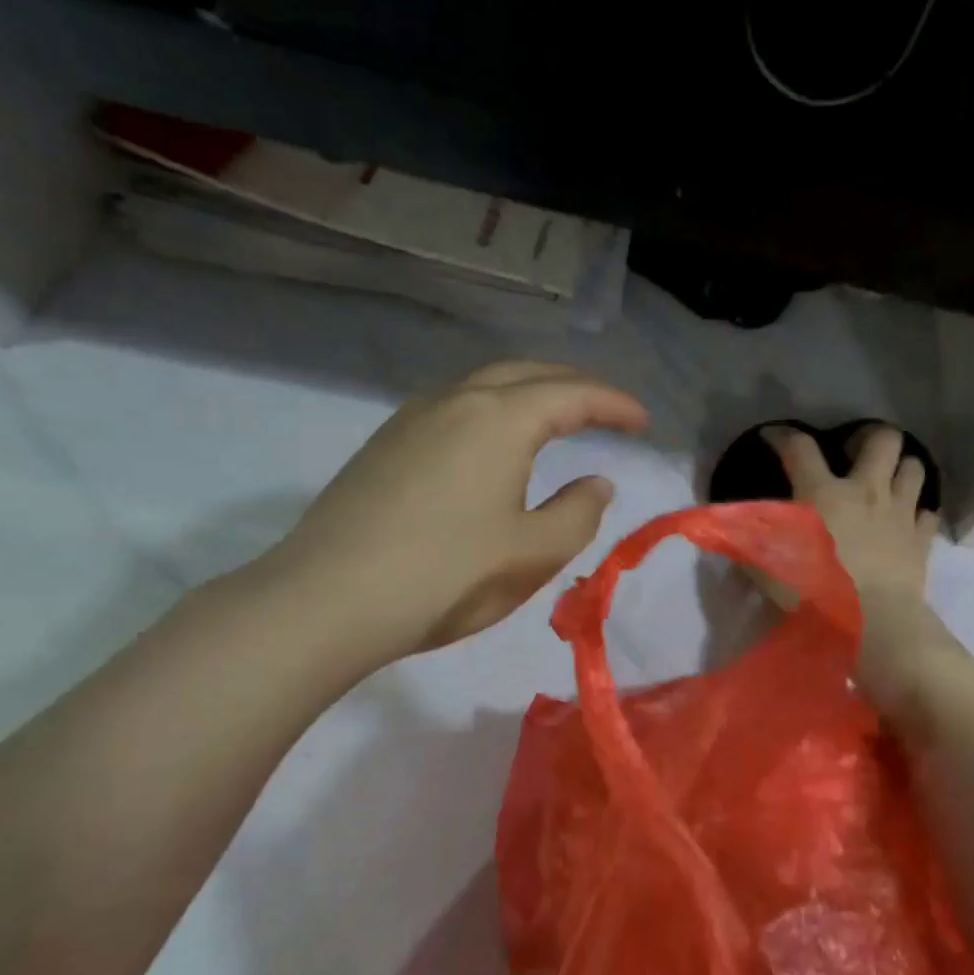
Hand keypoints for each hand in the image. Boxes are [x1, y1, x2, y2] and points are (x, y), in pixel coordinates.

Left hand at [258, 361, 648, 667]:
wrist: (330, 599)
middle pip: (525, 374)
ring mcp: (411, 420)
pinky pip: (453, 408)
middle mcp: (454, 402)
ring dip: (528, 393)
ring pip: (483, 386)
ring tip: (555, 419)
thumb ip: (579, 514)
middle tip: (606, 410)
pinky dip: (492, 411)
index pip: (571, 394)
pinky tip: (493, 444)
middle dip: (573, 385)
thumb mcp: (533, 553)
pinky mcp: (384, 446)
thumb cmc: (448, 576)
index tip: (643, 421)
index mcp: (499, 420)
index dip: (613, 404)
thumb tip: (596, 484)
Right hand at [763, 423, 937, 607]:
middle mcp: (866, 491)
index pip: (800, 448)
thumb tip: (734, 530)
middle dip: (869, 438)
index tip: (773, 436)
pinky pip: (928, 513)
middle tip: (854, 453)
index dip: (783, 436)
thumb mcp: (769, 568)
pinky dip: (918, 514)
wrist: (874, 623)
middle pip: (882, 439)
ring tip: (887, 482)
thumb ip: (752, 544)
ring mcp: (900, 512)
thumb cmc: (816, 592)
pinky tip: (907, 523)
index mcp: (822, 492)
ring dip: (901, 469)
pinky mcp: (922, 539)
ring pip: (914, 467)